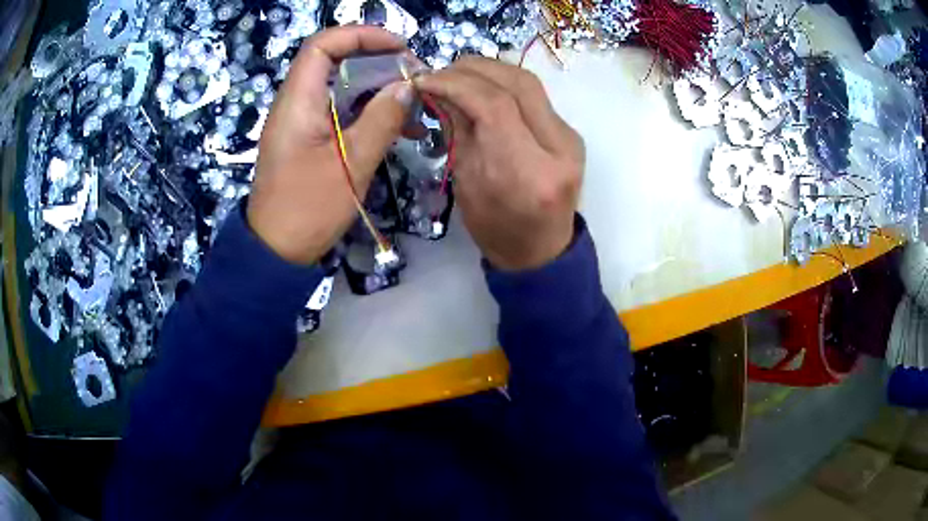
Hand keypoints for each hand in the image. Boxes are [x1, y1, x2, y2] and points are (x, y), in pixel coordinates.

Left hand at [248, 27, 413, 263]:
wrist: (276, 252)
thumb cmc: (307, 210)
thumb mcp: (351, 164)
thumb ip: (381, 120)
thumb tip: (408, 86)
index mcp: (298, 102)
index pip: (323, 45)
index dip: (360, 35)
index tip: (398, 46)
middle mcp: (297, 104)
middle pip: (336, 62)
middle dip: (378, 62)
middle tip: (414, 77)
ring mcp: (303, 123)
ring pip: (343, 88)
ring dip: (379, 90)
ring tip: (415, 104)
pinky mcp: (311, 140)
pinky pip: (342, 113)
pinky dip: (370, 113)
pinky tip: (401, 128)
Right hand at [416, 57, 583, 270]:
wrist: (541, 249)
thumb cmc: (496, 229)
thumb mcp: (465, 183)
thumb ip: (457, 130)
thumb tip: (439, 89)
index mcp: (528, 173)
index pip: (495, 105)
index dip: (455, 84)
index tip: (424, 80)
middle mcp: (558, 150)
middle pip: (518, 84)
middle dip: (473, 69)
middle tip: (440, 72)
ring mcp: (570, 139)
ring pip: (529, 83)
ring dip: (489, 70)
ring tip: (458, 75)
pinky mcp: (570, 133)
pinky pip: (535, 96)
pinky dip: (503, 84)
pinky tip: (482, 87)